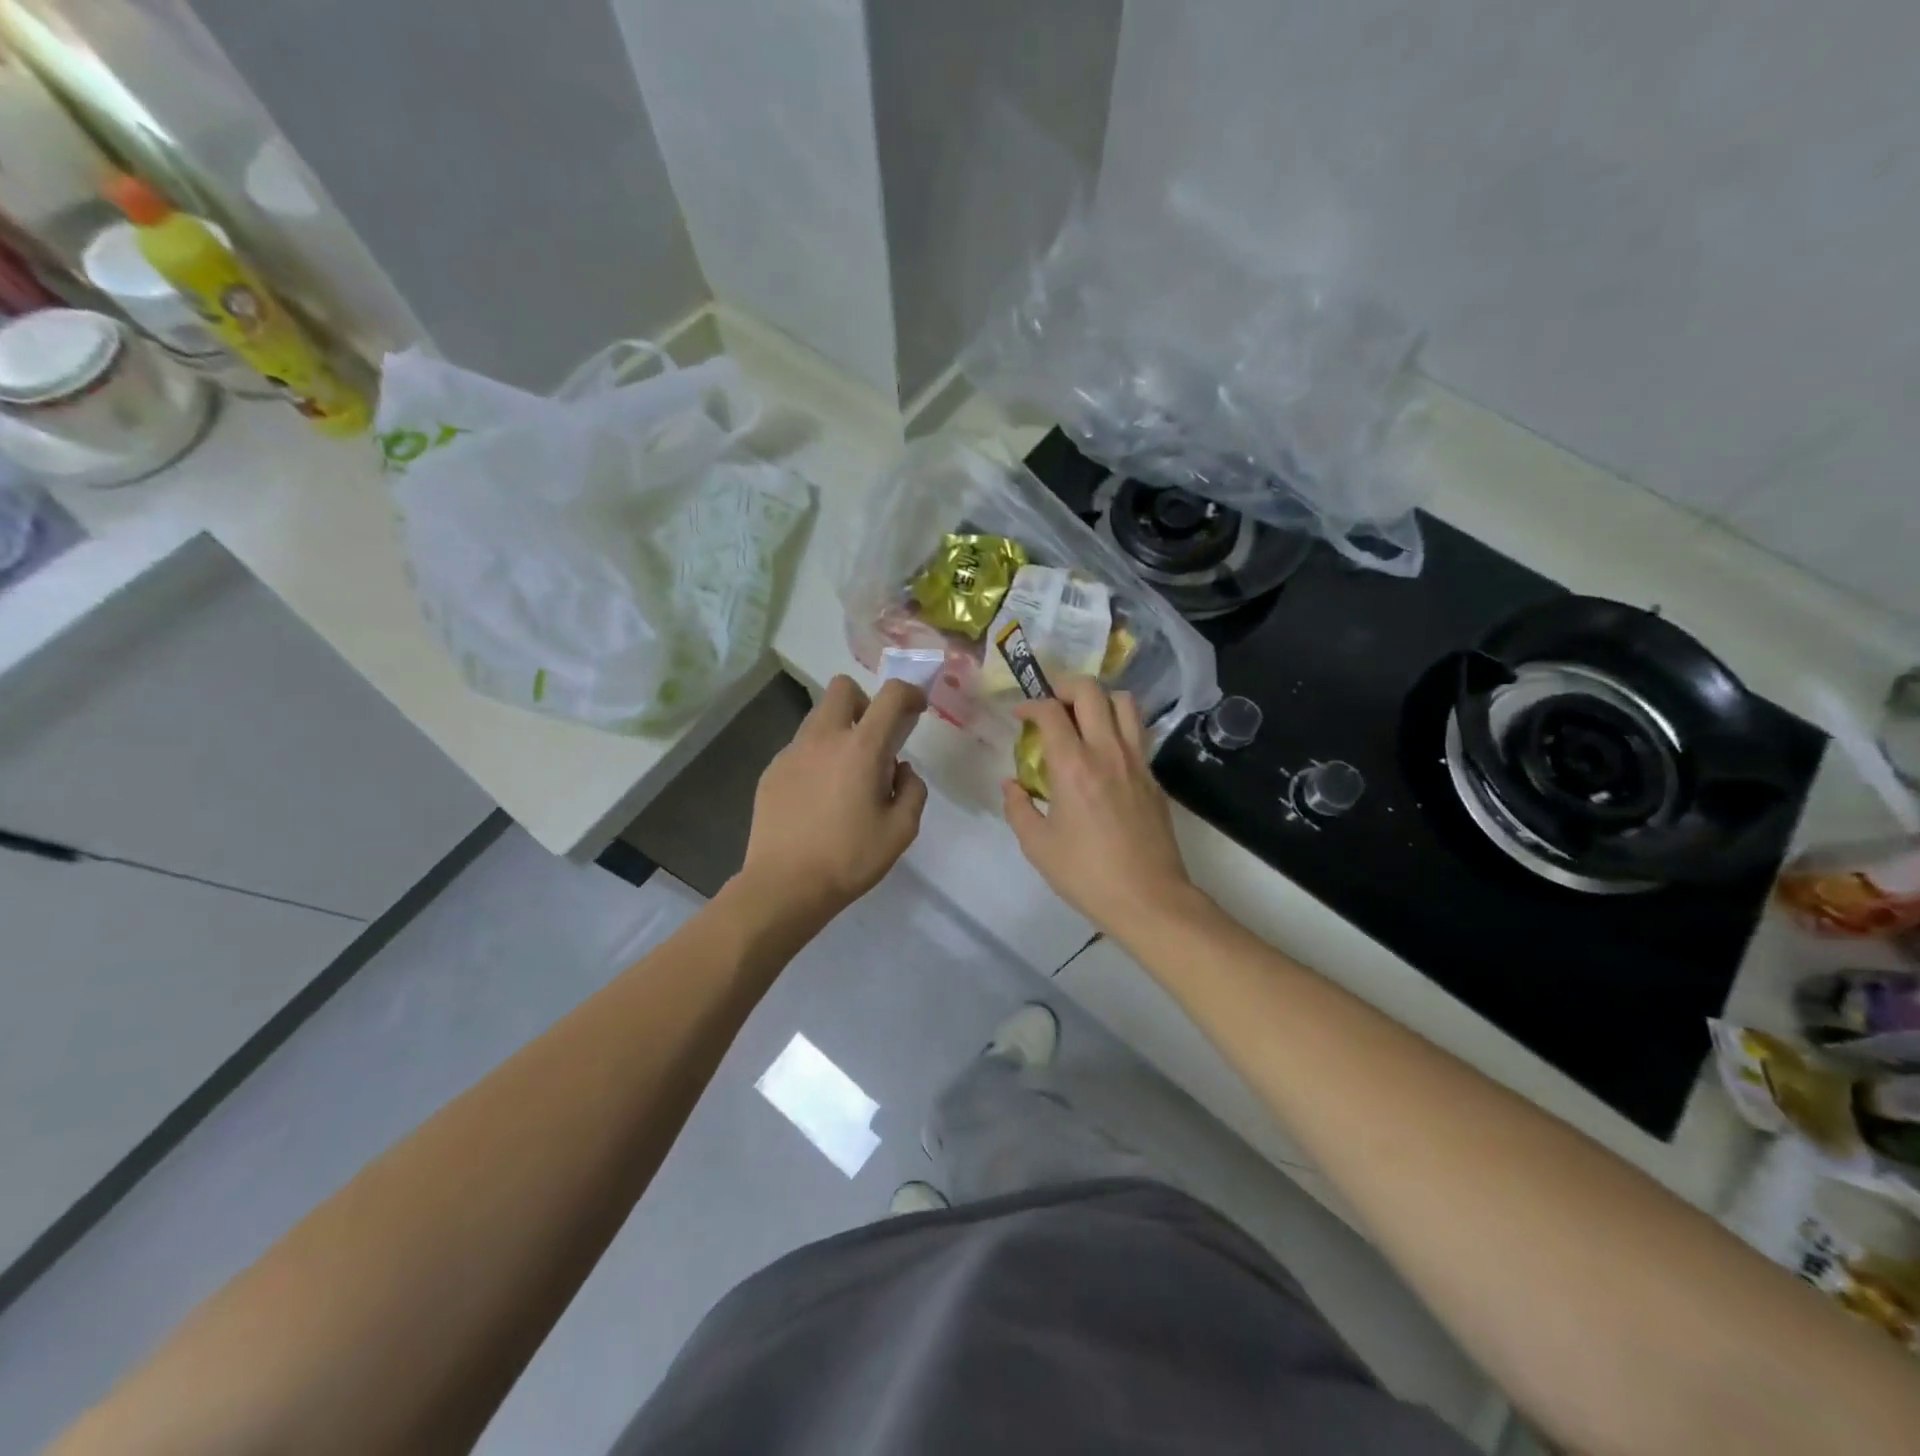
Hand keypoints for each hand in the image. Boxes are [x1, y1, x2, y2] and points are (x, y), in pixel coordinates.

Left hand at [740, 675, 928, 918]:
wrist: (784, 885)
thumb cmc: (849, 858)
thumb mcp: (901, 830)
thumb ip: (912, 790)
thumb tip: (900, 770)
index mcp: (861, 748)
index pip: (890, 696)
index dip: (908, 693)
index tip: (916, 709)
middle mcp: (824, 738)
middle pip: (843, 688)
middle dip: (865, 702)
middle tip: (874, 740)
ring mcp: (792, 752)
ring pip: (818, 717)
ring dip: (839, 730)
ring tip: (845, 775)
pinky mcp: (772, 771)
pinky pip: (800, 748)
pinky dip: (816, 758)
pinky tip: (818, 797)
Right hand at [1000, 676, 1198, 939]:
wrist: (1148, 898)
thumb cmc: (1086, 874)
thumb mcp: (1037, 845)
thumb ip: (1018, 807)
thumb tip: (1011, 783)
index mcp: (1074, 765)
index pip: (1051, 712)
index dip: (1030, 705)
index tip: (1019, 715)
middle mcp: (1108, 751)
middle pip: (1092, 691)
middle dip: (1065, 686)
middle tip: (1050, 704)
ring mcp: (1137, 761)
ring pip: (1125, 702)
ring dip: (1099, 699)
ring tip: (1081, 718)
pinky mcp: (1153, 777)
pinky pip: (1137, 732)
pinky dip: (1117, 726)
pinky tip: (1103, 751)